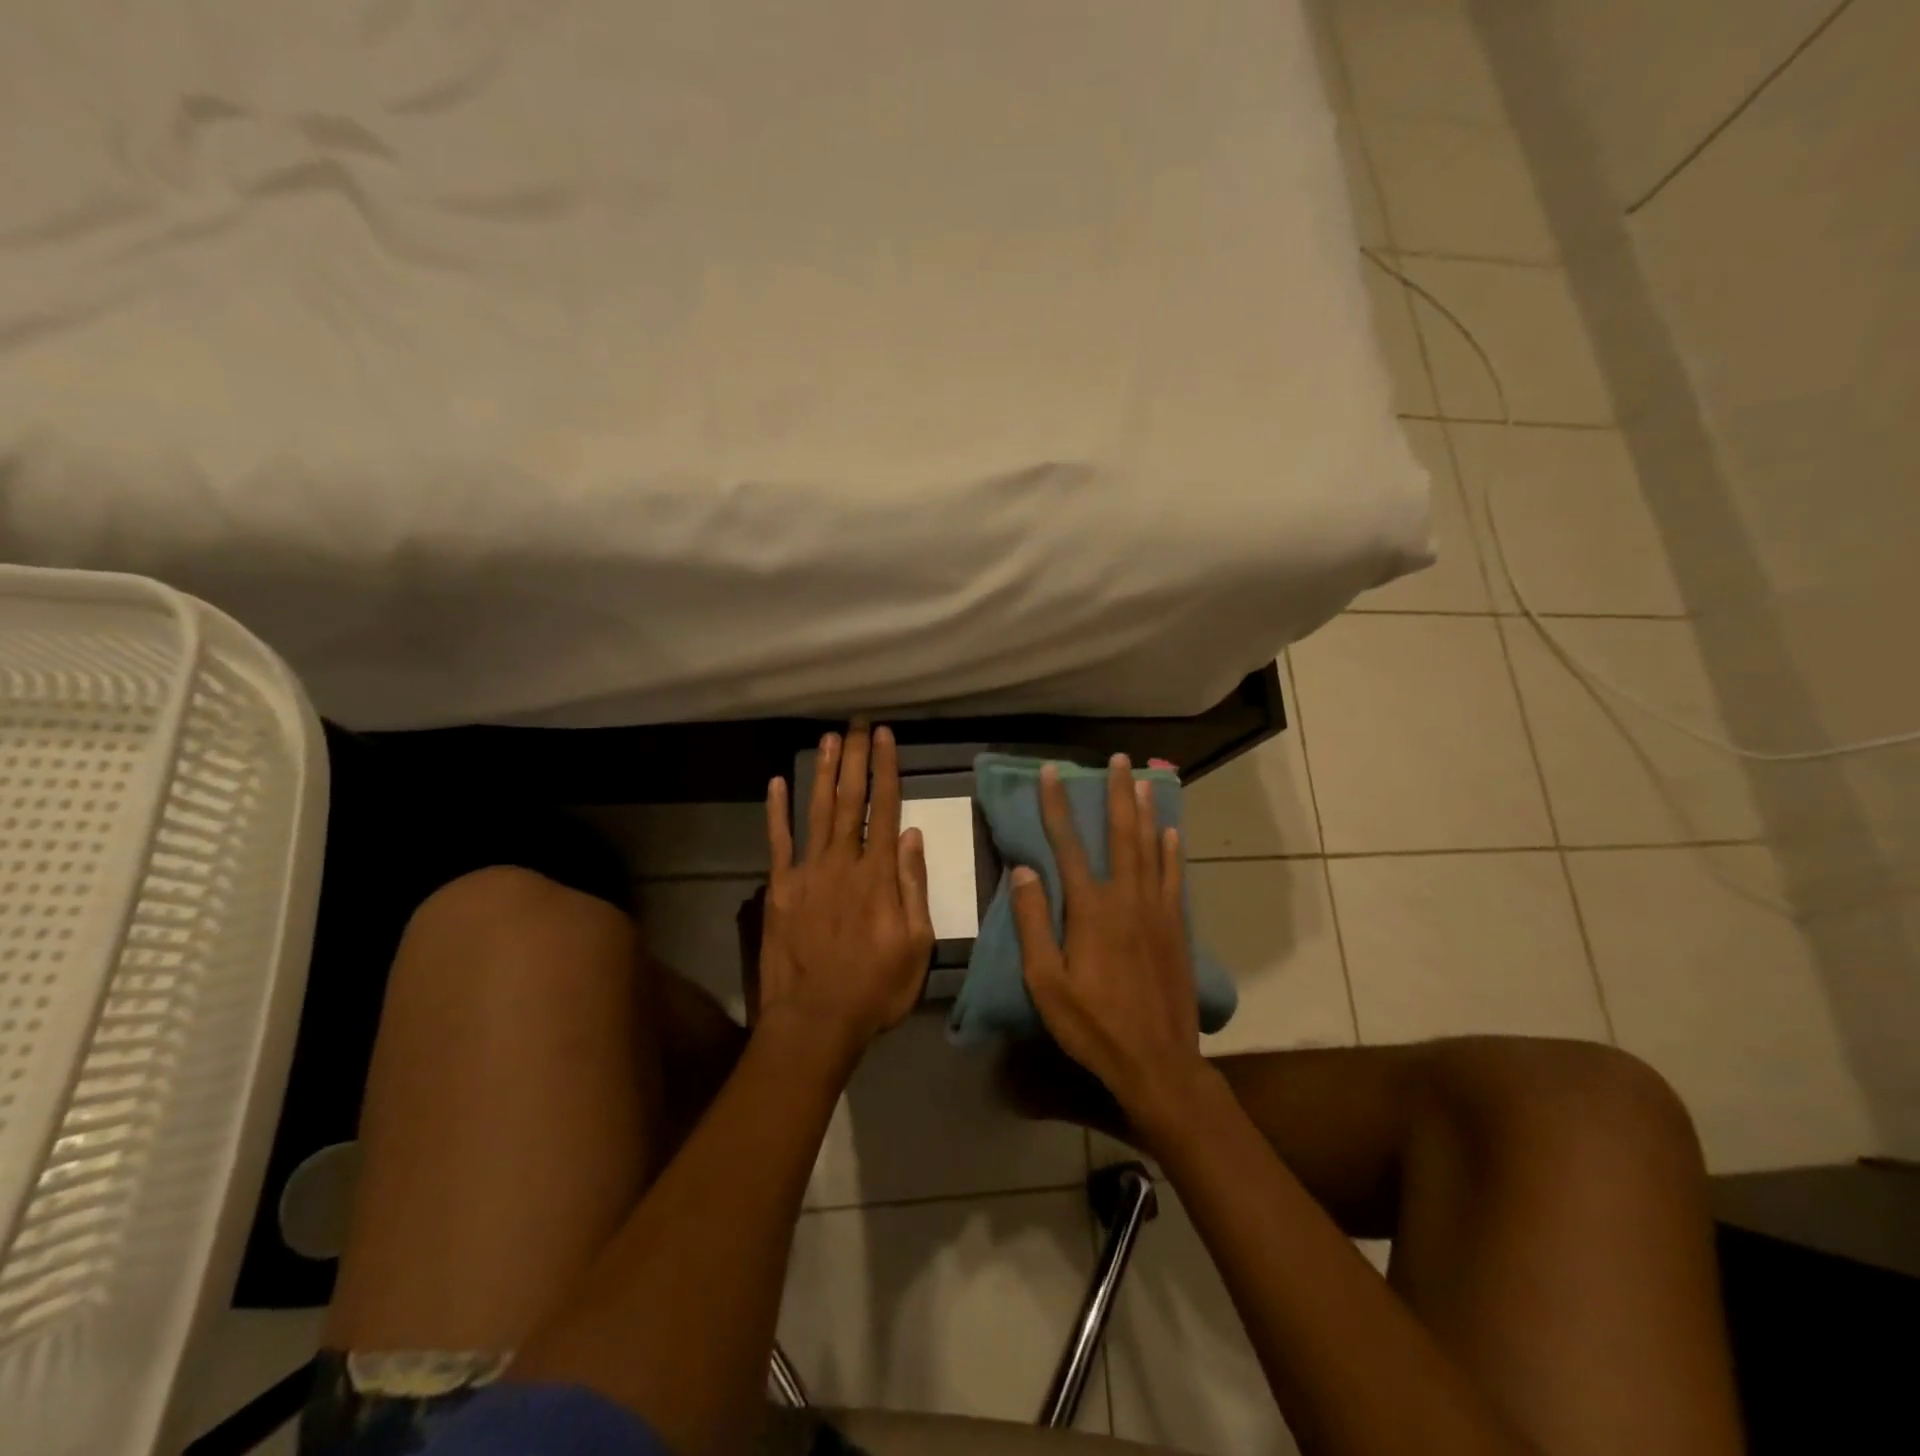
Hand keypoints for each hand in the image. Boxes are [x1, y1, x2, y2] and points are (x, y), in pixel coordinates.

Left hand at [757, 724, 935, 1057]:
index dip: (885, 769)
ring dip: (824, 773)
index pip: (884, 808)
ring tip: (829, 740)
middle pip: (850, 800)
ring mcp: (806, 873)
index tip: (885, 737)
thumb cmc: (875, 987)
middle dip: (854, 758)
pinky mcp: (779, 889)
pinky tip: (778, 783)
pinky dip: (777, 811)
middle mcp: (842, 862)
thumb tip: (912, 835)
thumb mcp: (916, 944)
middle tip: (856, 724)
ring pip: (817, 810)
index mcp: (878, 874)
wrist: (815, 1020)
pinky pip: (778, 842)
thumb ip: (913, 886)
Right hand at [1011, 756, 1211, 1134]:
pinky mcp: (1177, 928)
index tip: (1052, 772)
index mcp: (1091, 909)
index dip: (1058, 806)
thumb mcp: (1045, 982)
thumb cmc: (1093, 1024)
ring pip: (1151, 848)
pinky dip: (1172, 851)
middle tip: (1118, 759)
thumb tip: (1023, 870)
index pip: (1068, 845)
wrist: (1157, 1061)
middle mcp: (1127, 898)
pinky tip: (1172, 832)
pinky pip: (1175, 878)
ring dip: (1147, 811)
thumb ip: (1033, 924)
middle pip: (1121, 834)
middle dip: (1117, 793)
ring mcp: (1157, 910)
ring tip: (1145, 780)